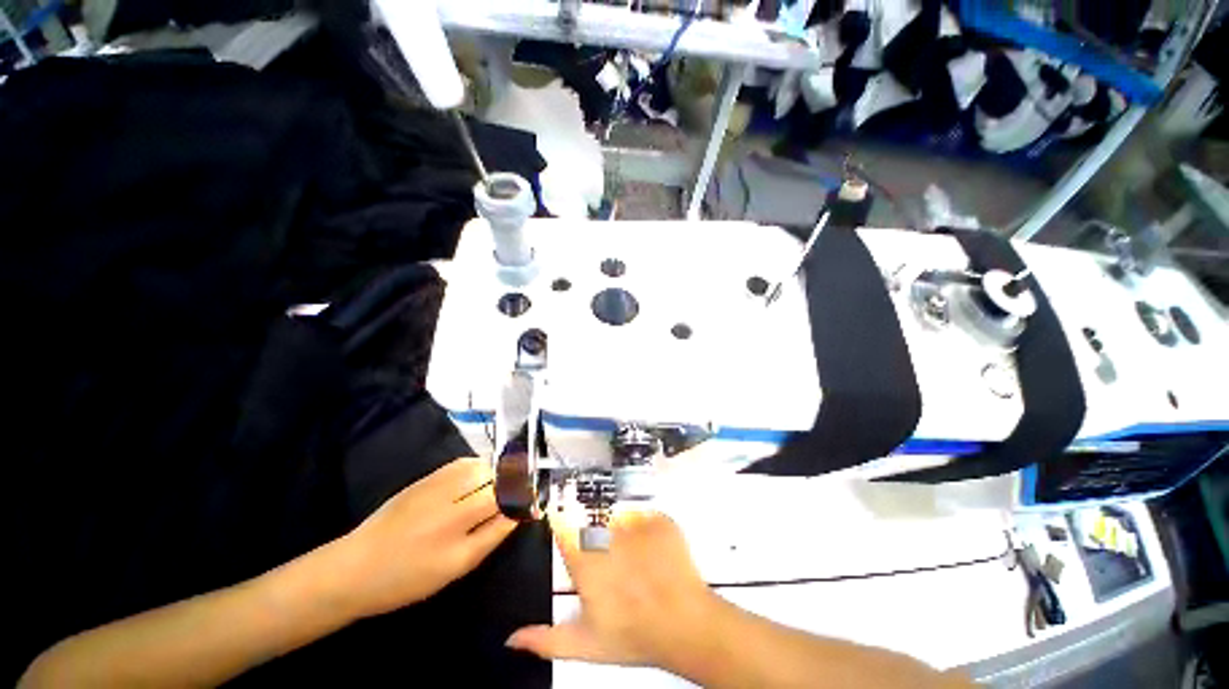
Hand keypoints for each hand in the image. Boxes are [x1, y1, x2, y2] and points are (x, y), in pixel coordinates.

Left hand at [337, 457, 517, 618]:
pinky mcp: (426, 478)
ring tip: (501, 483)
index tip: (534, 499)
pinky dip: (479, 466)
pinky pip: (464, 463)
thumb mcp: (455, 568)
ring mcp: (437, 487)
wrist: (355, 567)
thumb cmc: (407, 579)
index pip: (506, 506)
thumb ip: (490, 537)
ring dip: (498, 472)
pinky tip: (479, 476)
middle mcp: (451, 507)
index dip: (524, 499)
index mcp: (458, 537)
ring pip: (483, 468)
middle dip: (516, 483)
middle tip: (521, 491)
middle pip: (498, 482)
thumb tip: (518, 513)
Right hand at [506, 510, 719, 669]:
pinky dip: (644, 527)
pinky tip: (650, 551)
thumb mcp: (585, 645)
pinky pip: (643, 514)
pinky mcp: (657, 518)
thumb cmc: (635, 635)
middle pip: (590, 516)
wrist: (685, 625)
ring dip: (619, 529)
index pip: (562, 522)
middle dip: (594, 531)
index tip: (563, 522)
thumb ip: (544, 640)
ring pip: (617, 513)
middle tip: (610, 558)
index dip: (561, 521)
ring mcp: (634, 522)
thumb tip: (512, 638)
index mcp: (584, 560)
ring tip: (633, 557)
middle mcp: (606, 534)